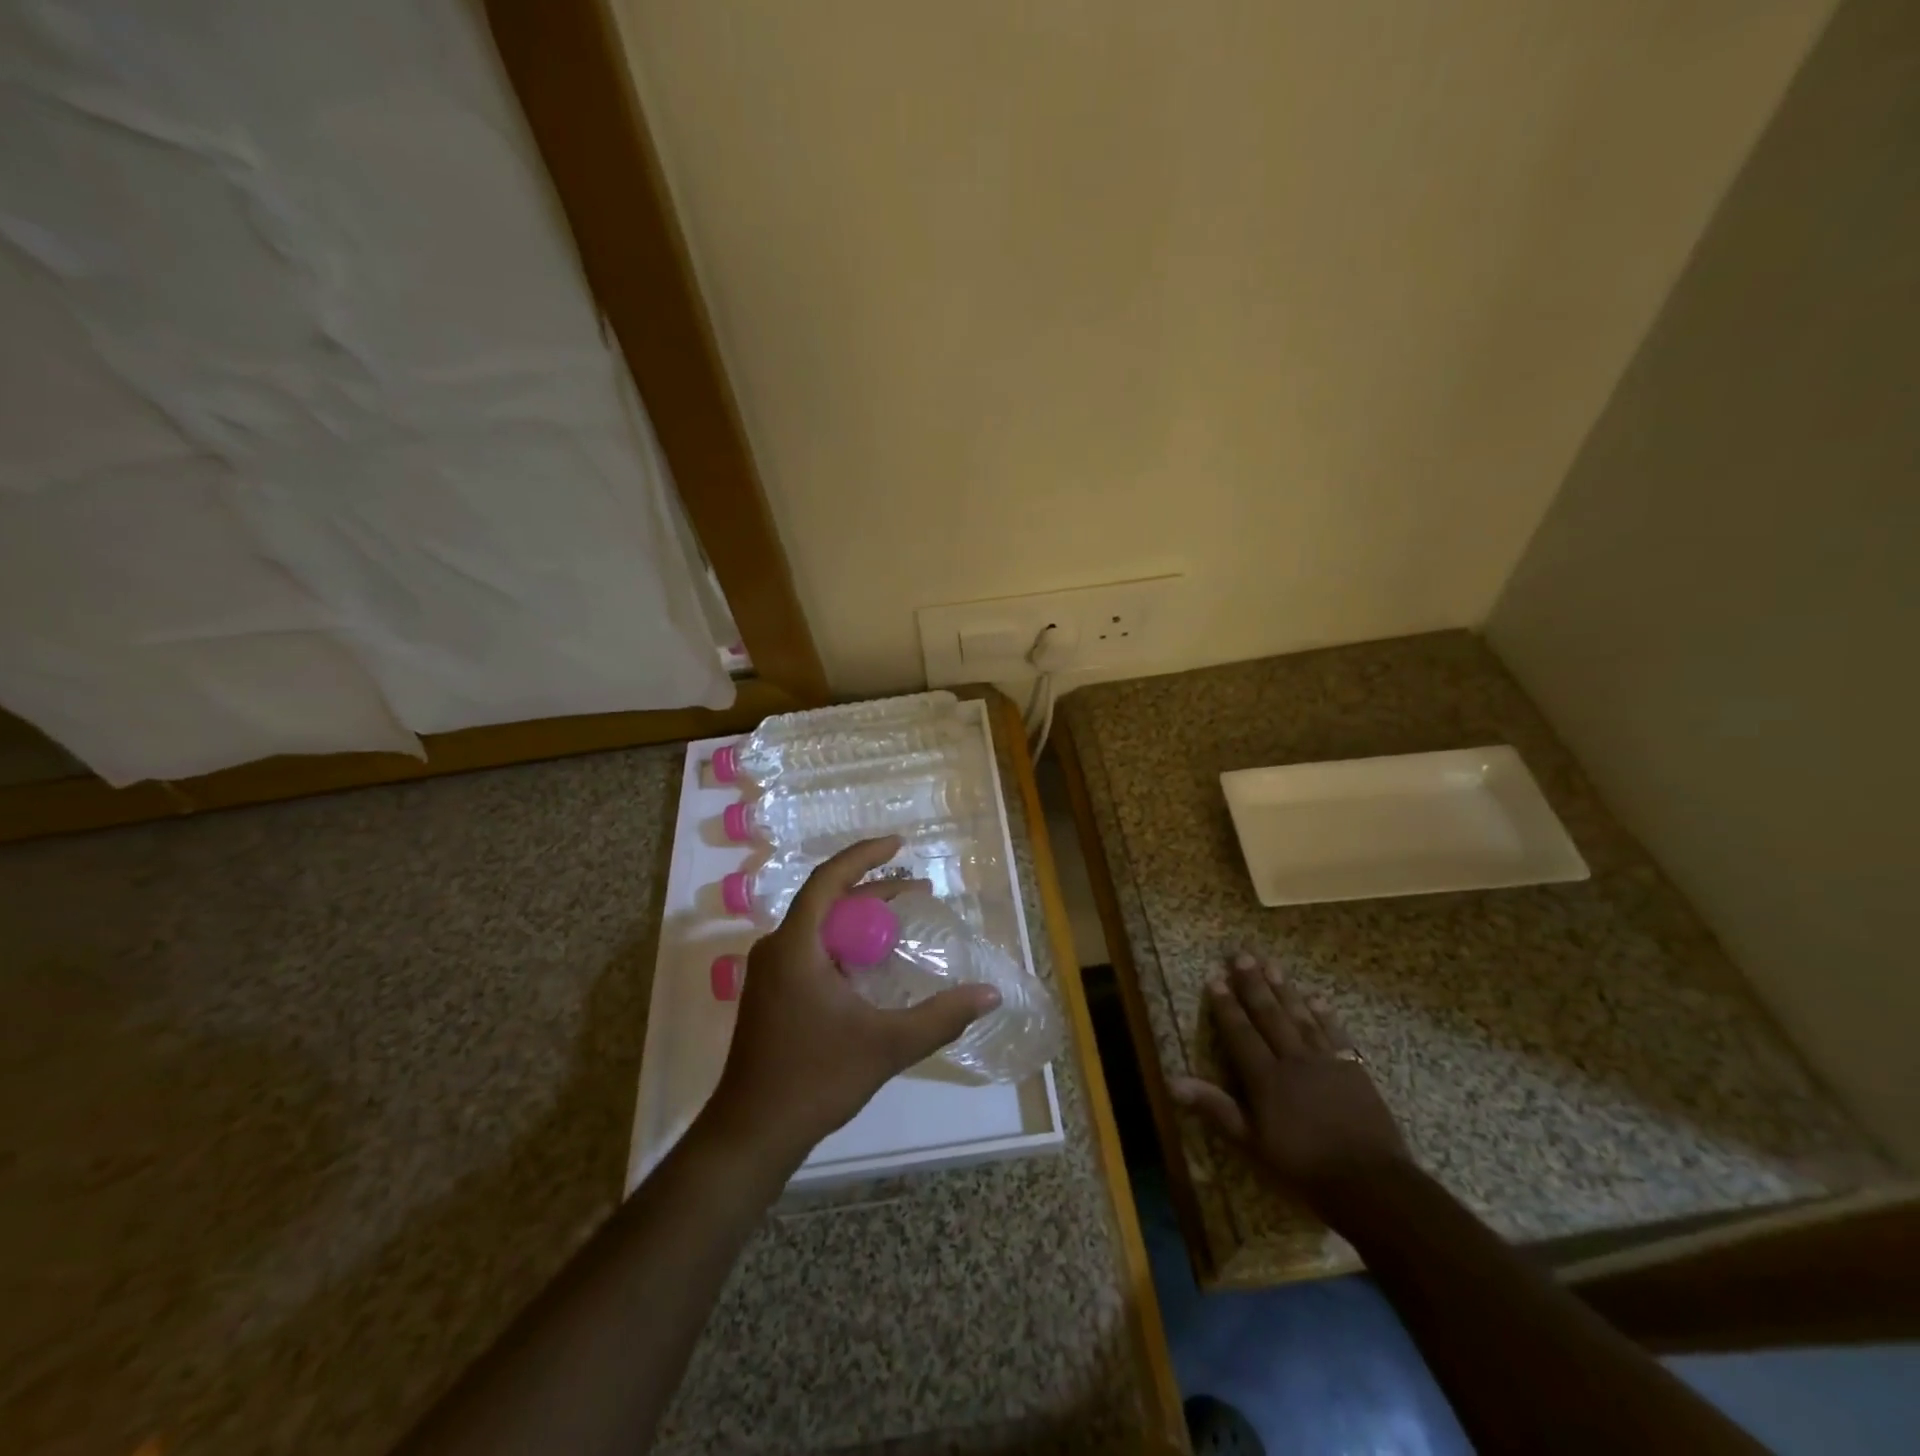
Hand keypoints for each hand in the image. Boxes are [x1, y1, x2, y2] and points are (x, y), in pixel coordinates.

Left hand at [701, 837, 1000, 1171]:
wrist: (752, 1133)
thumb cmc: (815, 1079)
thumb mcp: (886, 1045)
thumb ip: (940, 1017)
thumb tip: (990, 994)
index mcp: (795, 946)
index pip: (829, 880)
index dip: (864, 855)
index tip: (898, 844)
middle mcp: (776, 949)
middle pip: (827, 901)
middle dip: (873, 890)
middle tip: (917, 890)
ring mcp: (769, 973)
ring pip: (819, 928)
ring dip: (859, 919)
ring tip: (900, 922)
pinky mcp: (770, 995)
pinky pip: (810, 950)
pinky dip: (844, 944)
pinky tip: (870, 965)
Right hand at [1171, 952, 1409, 1201]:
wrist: (1371, 1182)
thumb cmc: (1304, 1166)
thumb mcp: (1252, 1143)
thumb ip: (1216, 1108)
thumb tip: (1173, 1082)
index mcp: (1265, 1077)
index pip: (1240, 1033)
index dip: (1226, 1006)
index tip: (1215, 978)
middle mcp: (1292, 1059)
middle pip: (1269, 1015)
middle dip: (1253, 985)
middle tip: (1242, 956)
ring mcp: (1325, 1061)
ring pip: (1300, 1017)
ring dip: (1285, 991)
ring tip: (1272, 966)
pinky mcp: (1353, 1070)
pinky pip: (1335, 1034)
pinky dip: (1324, 1015)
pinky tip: (1316, 998)